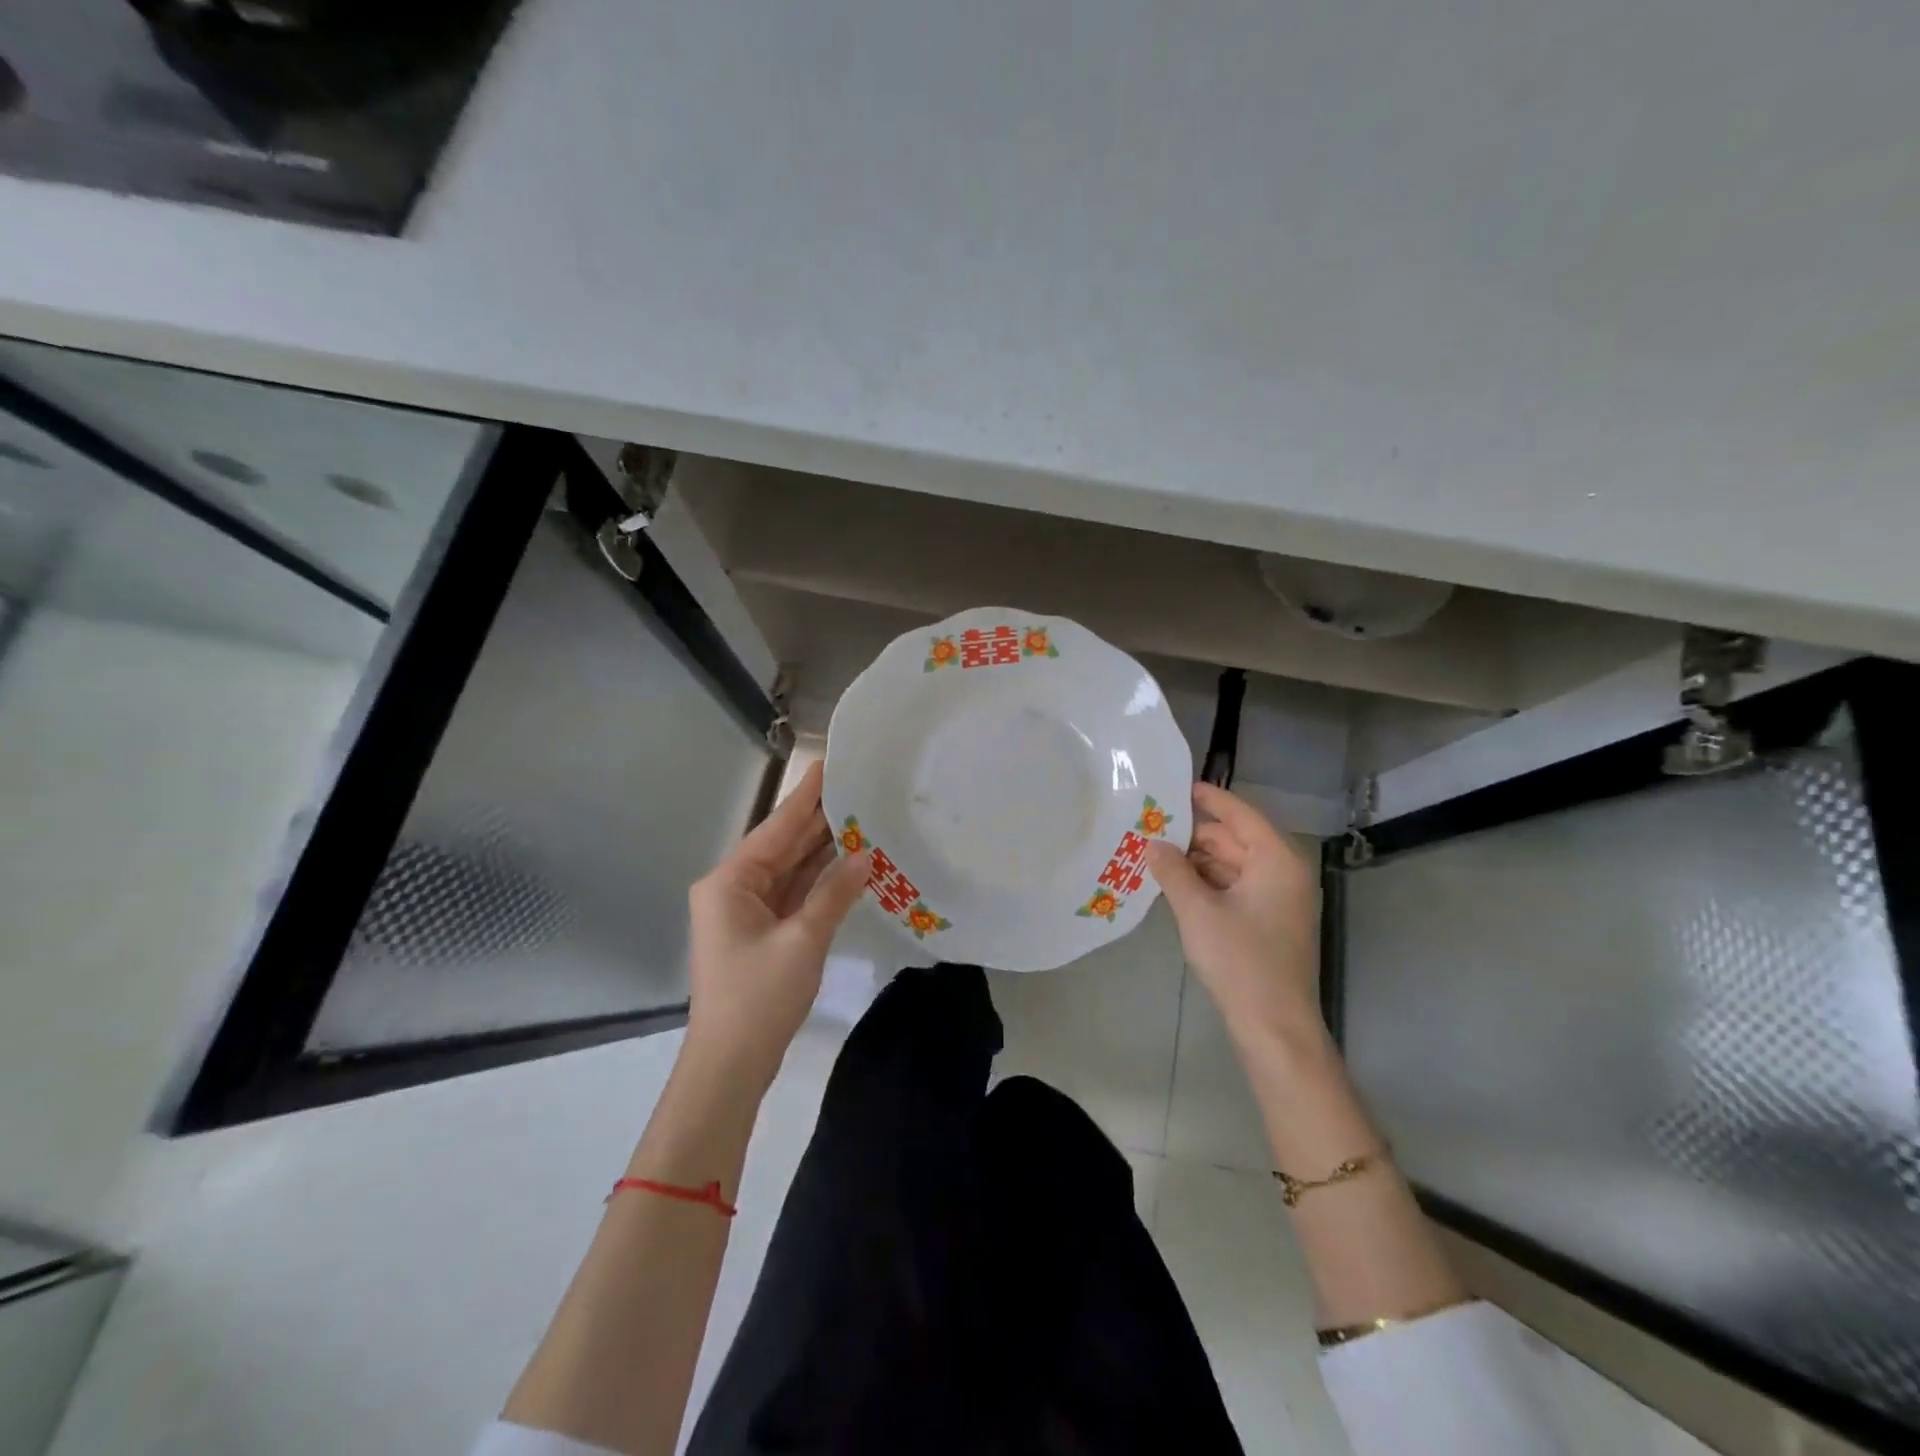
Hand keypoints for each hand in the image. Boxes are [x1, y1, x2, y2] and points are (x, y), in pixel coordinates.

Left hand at [684, 761, 870, 1088]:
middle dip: (818, 820)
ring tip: (859, 817)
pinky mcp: (760, 932)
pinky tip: (847, 862)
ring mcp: (746, 912)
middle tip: (856, 788)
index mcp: (731, 881)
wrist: (730, 1065)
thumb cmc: (759, 997)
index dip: (805, 797)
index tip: (828, 764)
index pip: (776, 828)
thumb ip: (835, 893)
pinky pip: (792, 894)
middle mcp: (733, 888)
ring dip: (822, 850)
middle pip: (782, 845)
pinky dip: (818, 880)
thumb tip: (866, 855)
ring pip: (789, 870)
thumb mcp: (802, 940)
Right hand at [1146, 782, 1322, 1048]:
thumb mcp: (1198, 911)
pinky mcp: (1267, 922)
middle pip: (1235, 839)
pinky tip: (1174, 883)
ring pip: (1232, 865)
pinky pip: (1234, 887)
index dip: (1209, 799)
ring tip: (1155, 853)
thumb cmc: (1240, 960)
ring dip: (1197, 860)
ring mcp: (1277, 900)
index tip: (1177, 787)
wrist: (1273, 1027)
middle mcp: (1283, 873)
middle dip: (1194, 834)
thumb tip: (1152, 843)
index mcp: (1277, 860)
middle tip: (1152, 826)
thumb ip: (1172, 870)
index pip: (1240, 815)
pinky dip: (1207, 882)